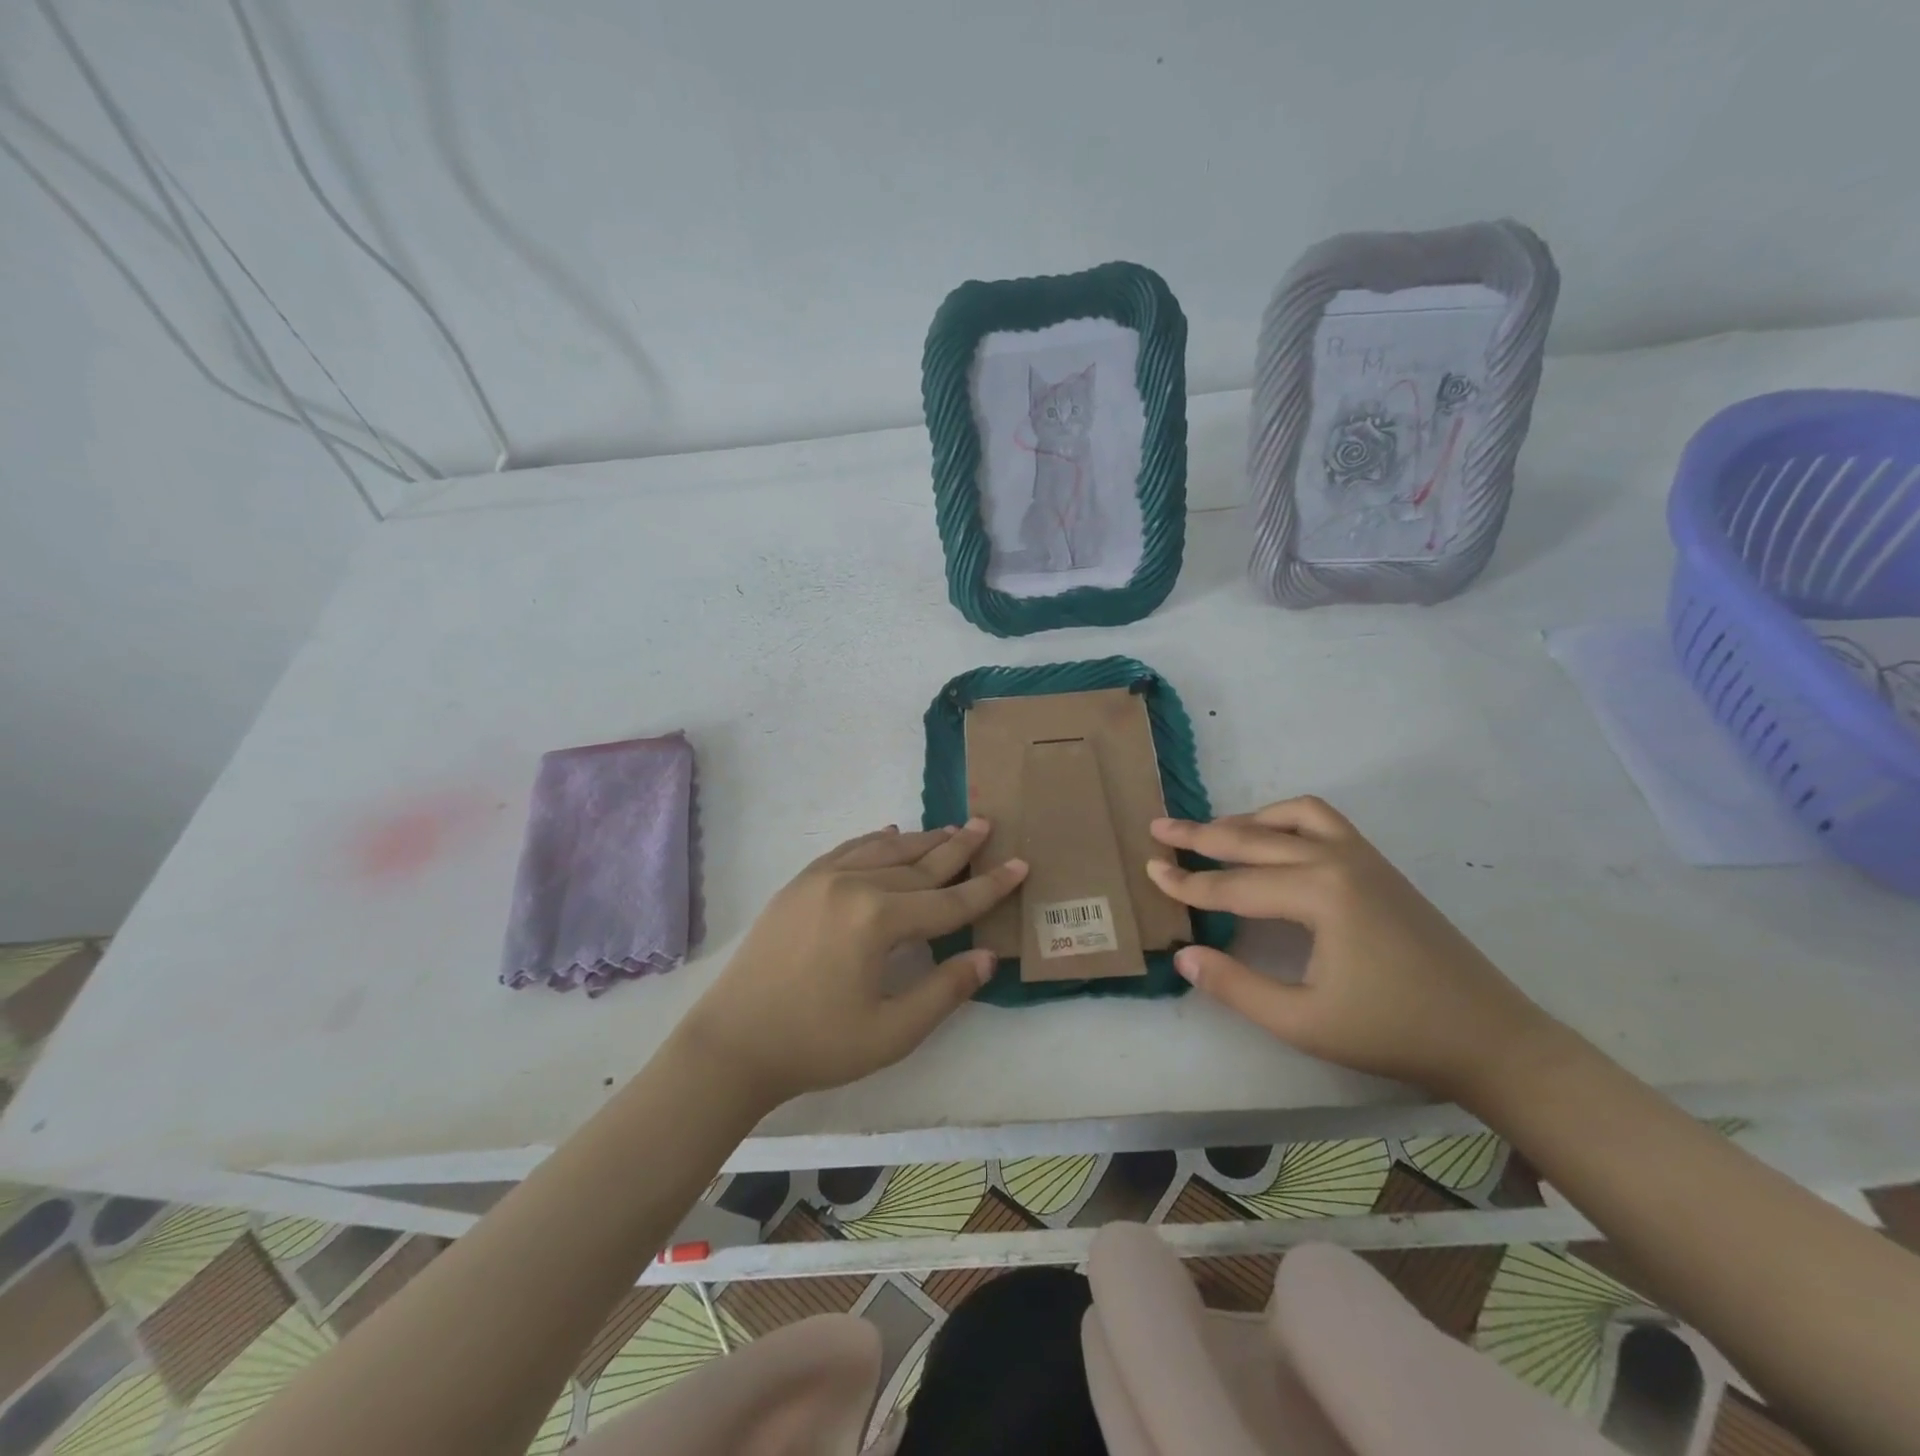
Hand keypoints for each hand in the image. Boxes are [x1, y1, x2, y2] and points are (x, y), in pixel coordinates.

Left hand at [677, 821, 1027, 1107]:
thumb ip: (944, 990)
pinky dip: (875, 841)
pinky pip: (848, 850)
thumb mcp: (891, 1033)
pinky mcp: (799, 884)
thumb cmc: (816, 1045)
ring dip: (921, 840)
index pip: (948, 901)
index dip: (989, 887)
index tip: (1020, 865)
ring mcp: (821, 878)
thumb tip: (986, 956)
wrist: (732, 1043)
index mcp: (878, 920)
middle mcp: (853, 885)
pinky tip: (890, 833)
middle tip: (987, 825)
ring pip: (884, 850)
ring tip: (951, 829)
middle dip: (958, 847)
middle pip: (919, 864)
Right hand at [1147, 797, 1549, 1100]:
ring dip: (1247, 820)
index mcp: (1318, 894)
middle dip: (1201, 835)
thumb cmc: (1392, 1032)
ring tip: (1213, 833)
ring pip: (1291, 816)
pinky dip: (1286, 820)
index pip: (1233, 884)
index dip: (1186, 883)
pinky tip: (1273, 841)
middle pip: (1253, 837)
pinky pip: (1323, 821)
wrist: (1488, 1037)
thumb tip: (1184, 955)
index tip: (1148, 870)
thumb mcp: (1302, 1022)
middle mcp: (1337, 860)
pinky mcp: (1378, 864)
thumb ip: (1235, 986)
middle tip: (1159, 828)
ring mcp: (1363, 856)